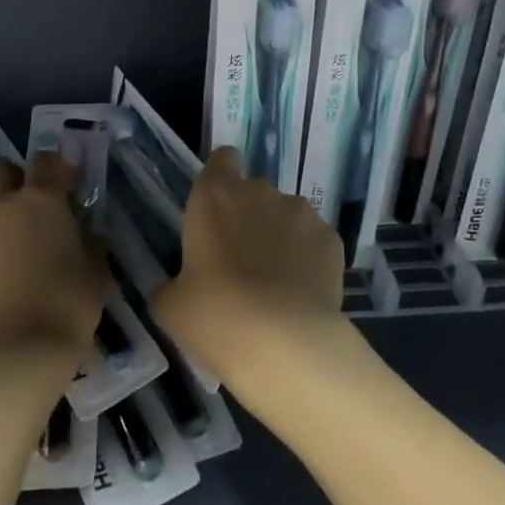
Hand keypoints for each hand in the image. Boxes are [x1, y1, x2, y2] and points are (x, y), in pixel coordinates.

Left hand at [0, 154, 104, 359]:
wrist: (20, 345)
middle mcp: (4, 204)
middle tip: (25, 197)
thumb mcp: (94, 269)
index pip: (46, 161)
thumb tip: (90, 233)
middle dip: (10, 174)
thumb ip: (90, 242)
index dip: (56, 166)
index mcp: (43, 199)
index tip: (68, 182)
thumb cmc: (68, 301)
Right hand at [153, 146, 345, 390]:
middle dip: (249, 216)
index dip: (221, 178)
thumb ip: (174, 284)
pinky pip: (314, 241)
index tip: (217, 209)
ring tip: (277, 283)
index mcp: (215, 196)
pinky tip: (301, 294)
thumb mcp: (172, 306)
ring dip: (280, 236)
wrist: (284, 344)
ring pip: (287, 215)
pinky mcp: (332, 239)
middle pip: (254, 191)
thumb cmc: (215, 315)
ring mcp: (301, 213)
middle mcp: (260, 192)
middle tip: (240, 262)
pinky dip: (308, 258)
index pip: (221, 160)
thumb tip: (180, 288)